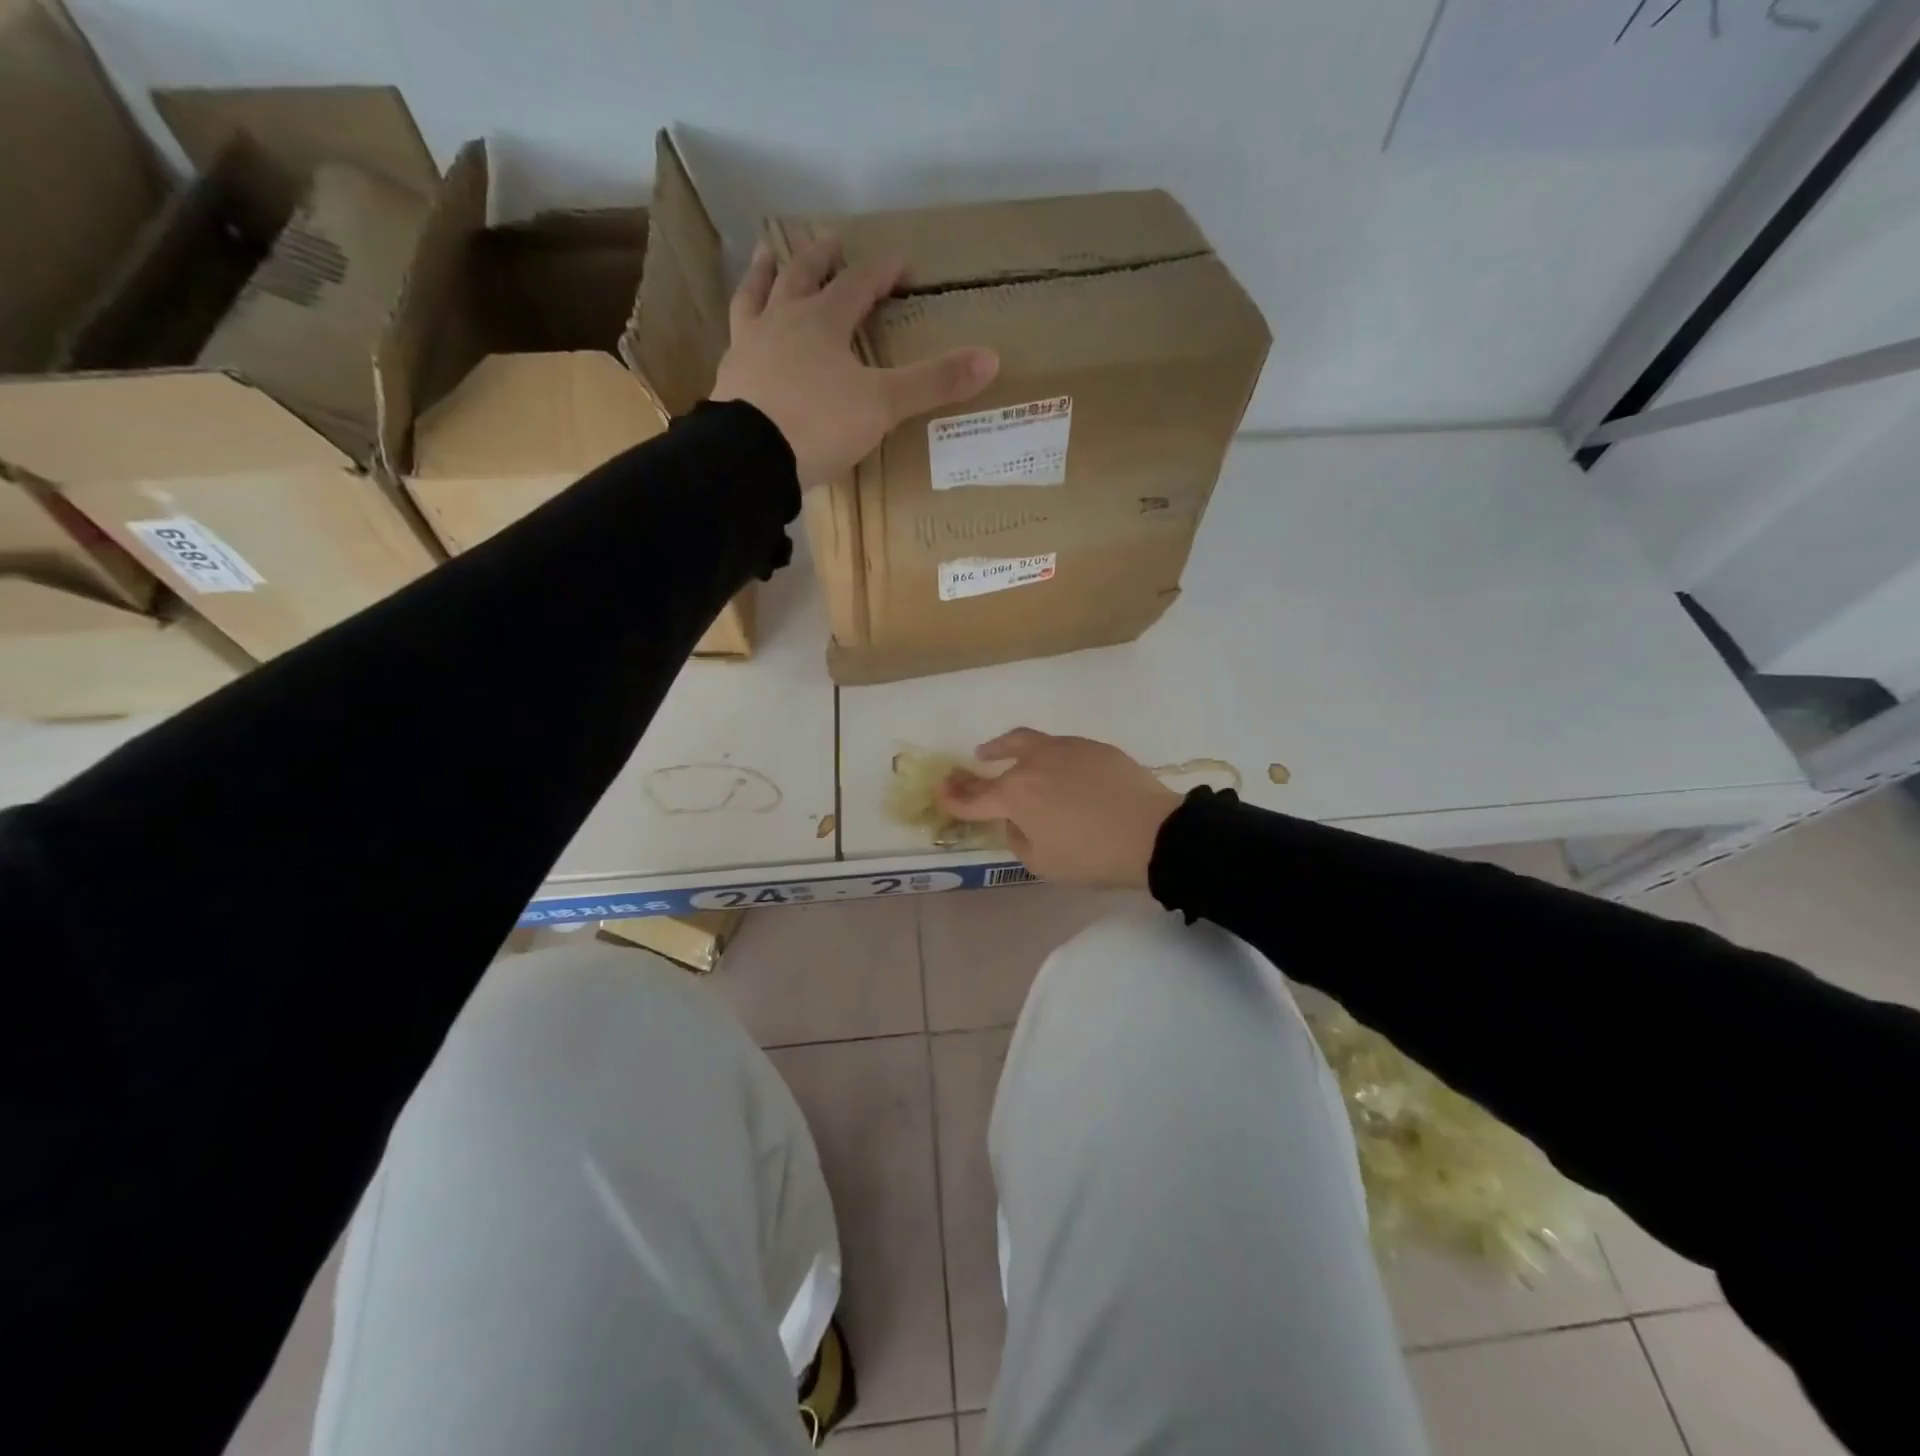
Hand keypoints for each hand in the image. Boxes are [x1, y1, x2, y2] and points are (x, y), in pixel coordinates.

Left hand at [711, 235, 998, 487]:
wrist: (751, 456)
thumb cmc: (820, 424)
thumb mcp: (883, 404)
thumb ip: (933, 382)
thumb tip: (991, 358)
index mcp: (822, 322)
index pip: (857, 285)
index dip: (880, 273)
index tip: (900, 264)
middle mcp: (782, 323)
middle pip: (801, 278)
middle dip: (820, 259)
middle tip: (829, 241)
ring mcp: (749, 349)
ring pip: (756, 298)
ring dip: (764, 274)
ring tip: (767, 256)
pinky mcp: (728, 380)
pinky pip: (734, 340)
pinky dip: (742, 327)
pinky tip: (741, 334)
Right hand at [935, 728, 1183, 888]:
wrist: (1154, 833)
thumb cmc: (1093, 856)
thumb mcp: (1044, 864)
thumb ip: (1019, 839)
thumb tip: (1016, 821)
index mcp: (1016, 795)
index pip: (975, 798)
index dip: (954, 798)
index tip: (940, 792)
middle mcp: (1033, 764)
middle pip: (996, 763)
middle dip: (974, 772)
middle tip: (964, 773)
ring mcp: (1064, 749)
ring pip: (1025, 741)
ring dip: (1003, 748)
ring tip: (994, 751)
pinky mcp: (1092, 746)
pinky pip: (1058, 747)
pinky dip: (1043, 755)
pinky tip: (1051, 767)